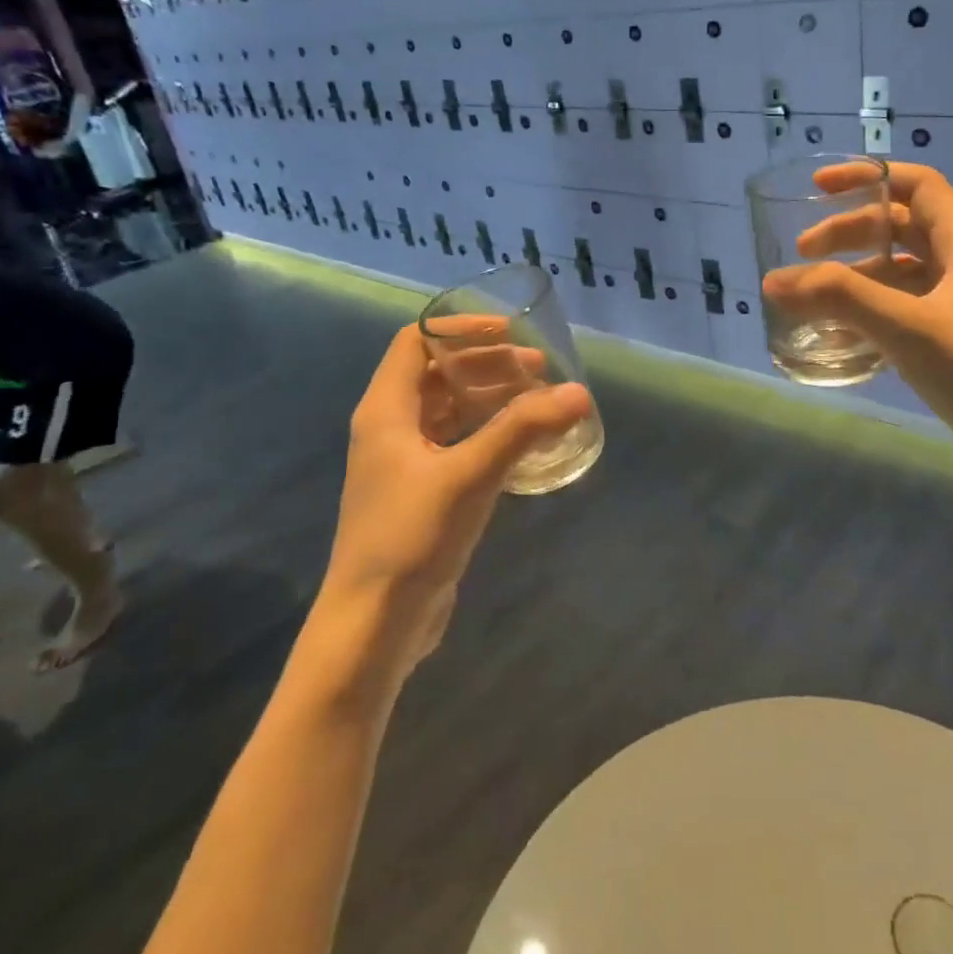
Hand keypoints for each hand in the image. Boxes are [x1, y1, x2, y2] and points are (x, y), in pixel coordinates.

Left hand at [320, 324, 592, 684]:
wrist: (374, 624)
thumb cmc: (411, 537)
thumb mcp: (470, 475)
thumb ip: (522, 430)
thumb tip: (578, 393)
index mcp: (386, 410)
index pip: (416, 342)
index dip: (461, 329)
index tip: (510, 332)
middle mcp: (390, 428)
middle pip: (437, 374)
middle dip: (486, 364)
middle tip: (538, 369)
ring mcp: (403, 463)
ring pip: (448, 410)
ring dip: (489, 398)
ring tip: (537, 399)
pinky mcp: (420, 493)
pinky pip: (455, 444)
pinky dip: (487, 432)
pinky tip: (521, 444)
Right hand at [761, 161, 952, 506]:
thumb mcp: (907, 326)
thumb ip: (838, 298)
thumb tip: (773, 281)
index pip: (917, 185)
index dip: (867, 177)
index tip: (818, 187)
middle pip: (901, 228)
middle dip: (850, 233)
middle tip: (803, 253)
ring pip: (900, 273)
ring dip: (856, 277)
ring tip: (812, 297)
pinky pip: (903, 311)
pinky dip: (869, 313)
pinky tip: (839, 336)